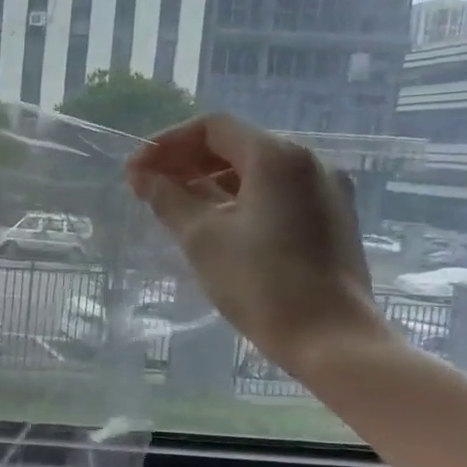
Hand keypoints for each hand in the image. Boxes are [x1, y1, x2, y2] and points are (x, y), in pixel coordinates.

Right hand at [126, 112, 392, 375]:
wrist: (329, 338)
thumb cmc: (259, 281)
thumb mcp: (201, 236)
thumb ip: (168, 198)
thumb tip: (143, 176)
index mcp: (278, 157)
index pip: (212, 128)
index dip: (167, 143)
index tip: (136, 171)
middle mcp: (309, 162)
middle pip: (236, 145)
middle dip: (186, 161)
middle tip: (148, 187)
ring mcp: (325, 191)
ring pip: (256, 171)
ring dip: (210, 180)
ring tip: (174, 205)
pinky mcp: (331, 219)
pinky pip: (276, 193)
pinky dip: (238, 198)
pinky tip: (214, 223)